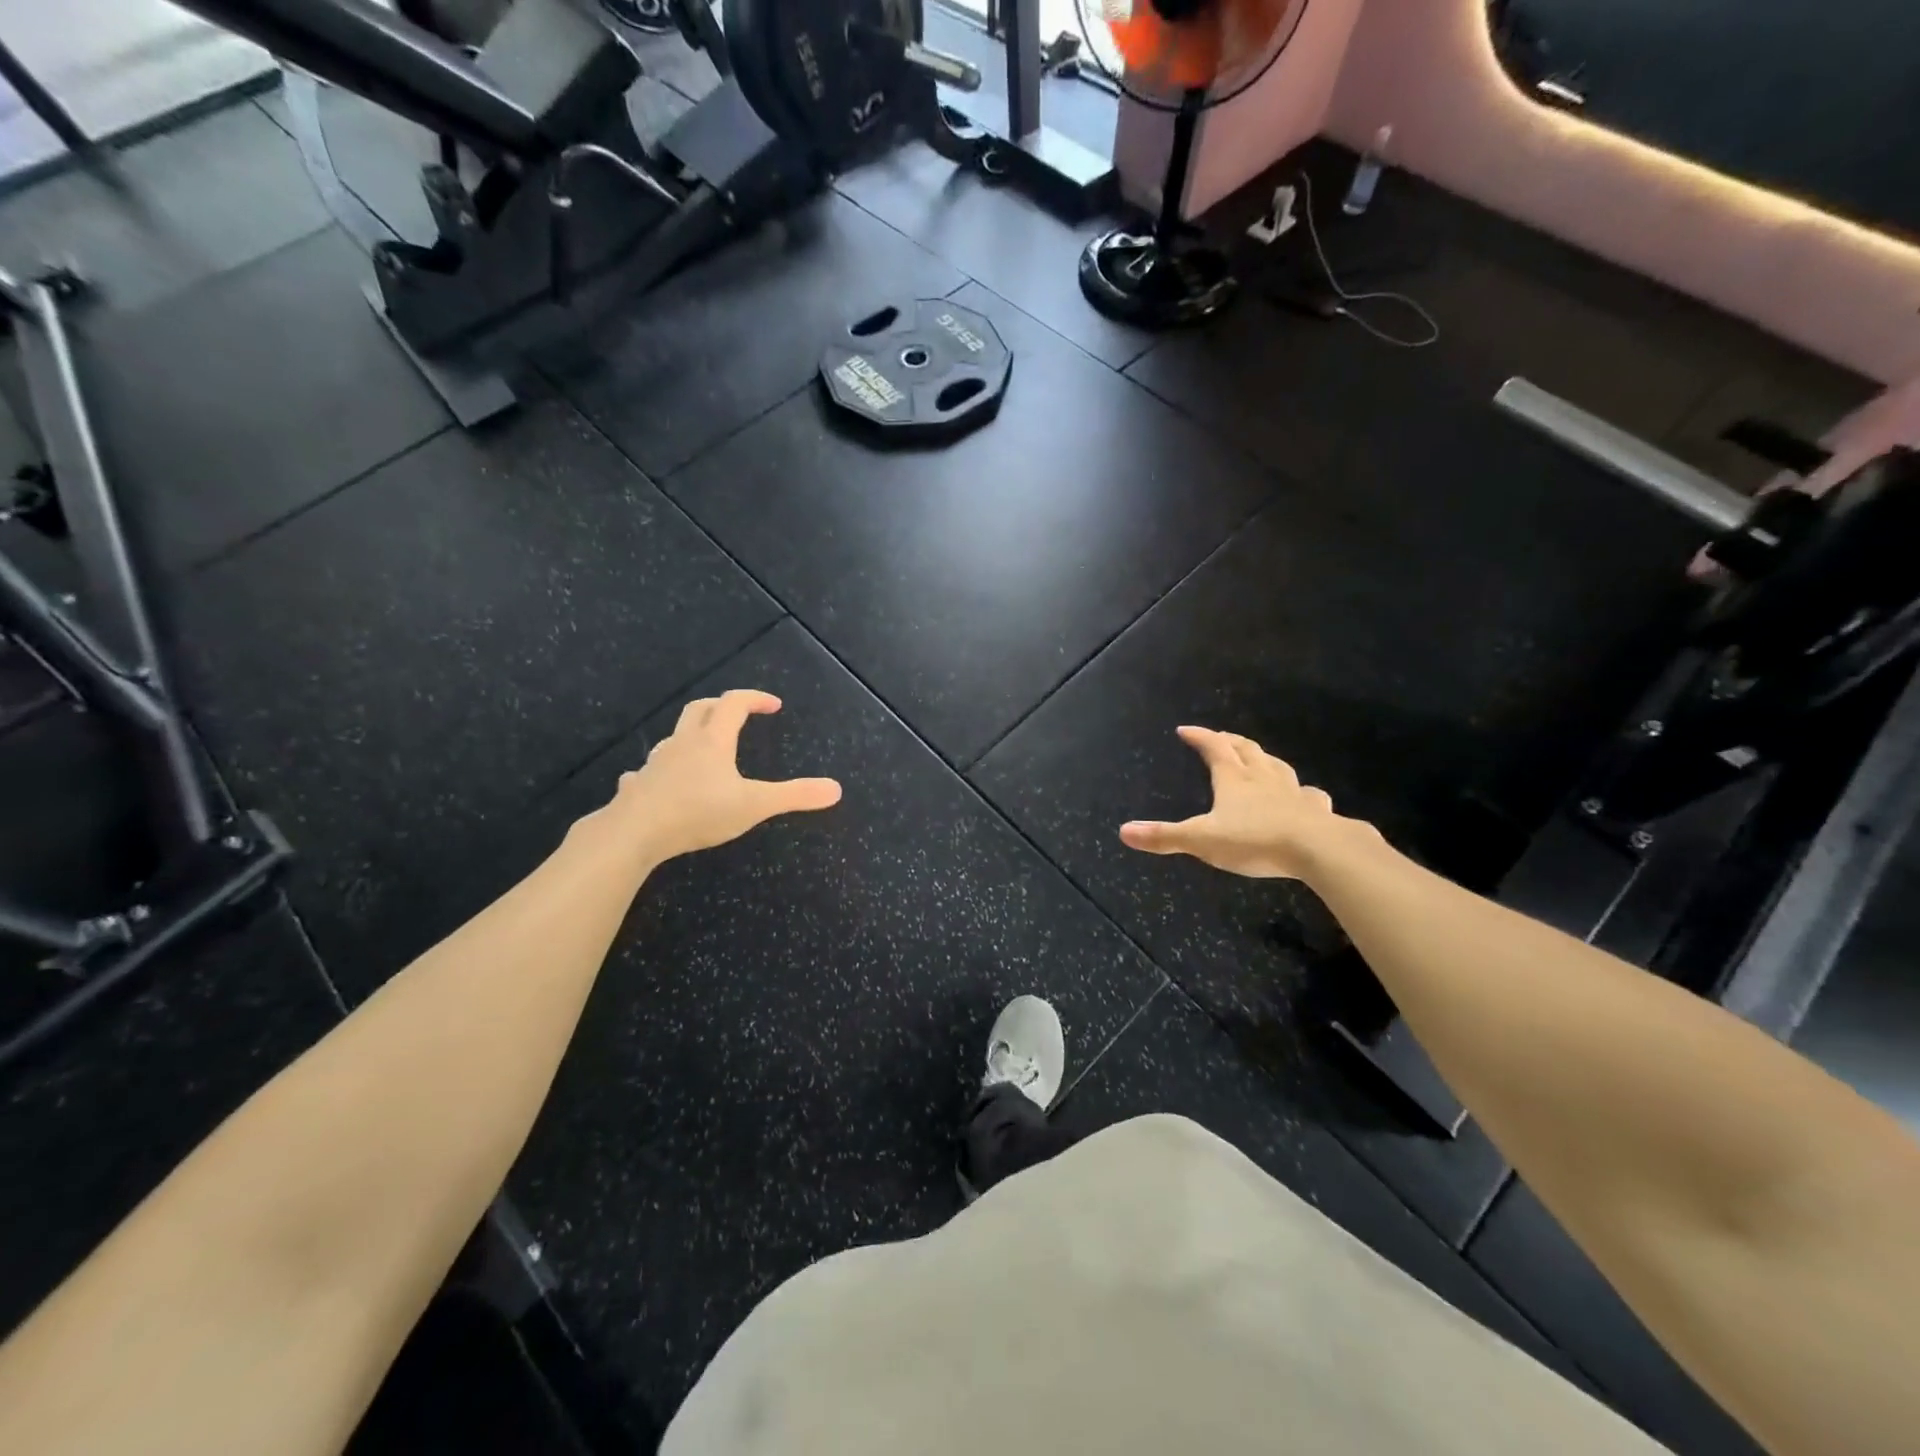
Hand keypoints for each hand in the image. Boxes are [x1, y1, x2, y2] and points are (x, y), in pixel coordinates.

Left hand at [599, 690, 841, 864]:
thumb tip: (836, 789)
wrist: (634, 833)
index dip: (755, 699)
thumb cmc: (698, 812)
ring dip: (692, 735)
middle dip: (721, 706)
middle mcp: (683, 744)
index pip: (734, 704)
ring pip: (674, 738)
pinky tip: (663, 784)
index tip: (773, 705)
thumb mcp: (755, 805)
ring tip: (705, 750)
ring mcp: (656, 764)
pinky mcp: (638, 786)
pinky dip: (662, 771)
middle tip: (739, 714)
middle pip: (700, 709)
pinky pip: (649, 771)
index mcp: (712, 741)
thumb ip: (795, 796)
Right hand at [1120, 726, 1350, 879]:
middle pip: (1246, 750)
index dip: (1199, 736)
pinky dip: (1301, 791)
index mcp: (1233, 779)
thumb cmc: (1254, 840)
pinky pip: (1308, 795)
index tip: (1185, 729)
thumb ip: (1164, 836)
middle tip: (1219, 737)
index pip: (1213, 747)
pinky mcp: (1316, 810)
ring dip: (1263, 759)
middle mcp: (1263, 778)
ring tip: (1256, 758)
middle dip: (1229, 741)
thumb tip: (1123, 831)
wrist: (1318, 849)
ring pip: (1276, 766)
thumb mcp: (1201, 840)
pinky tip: (1303, 796)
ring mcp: (1293, 792)